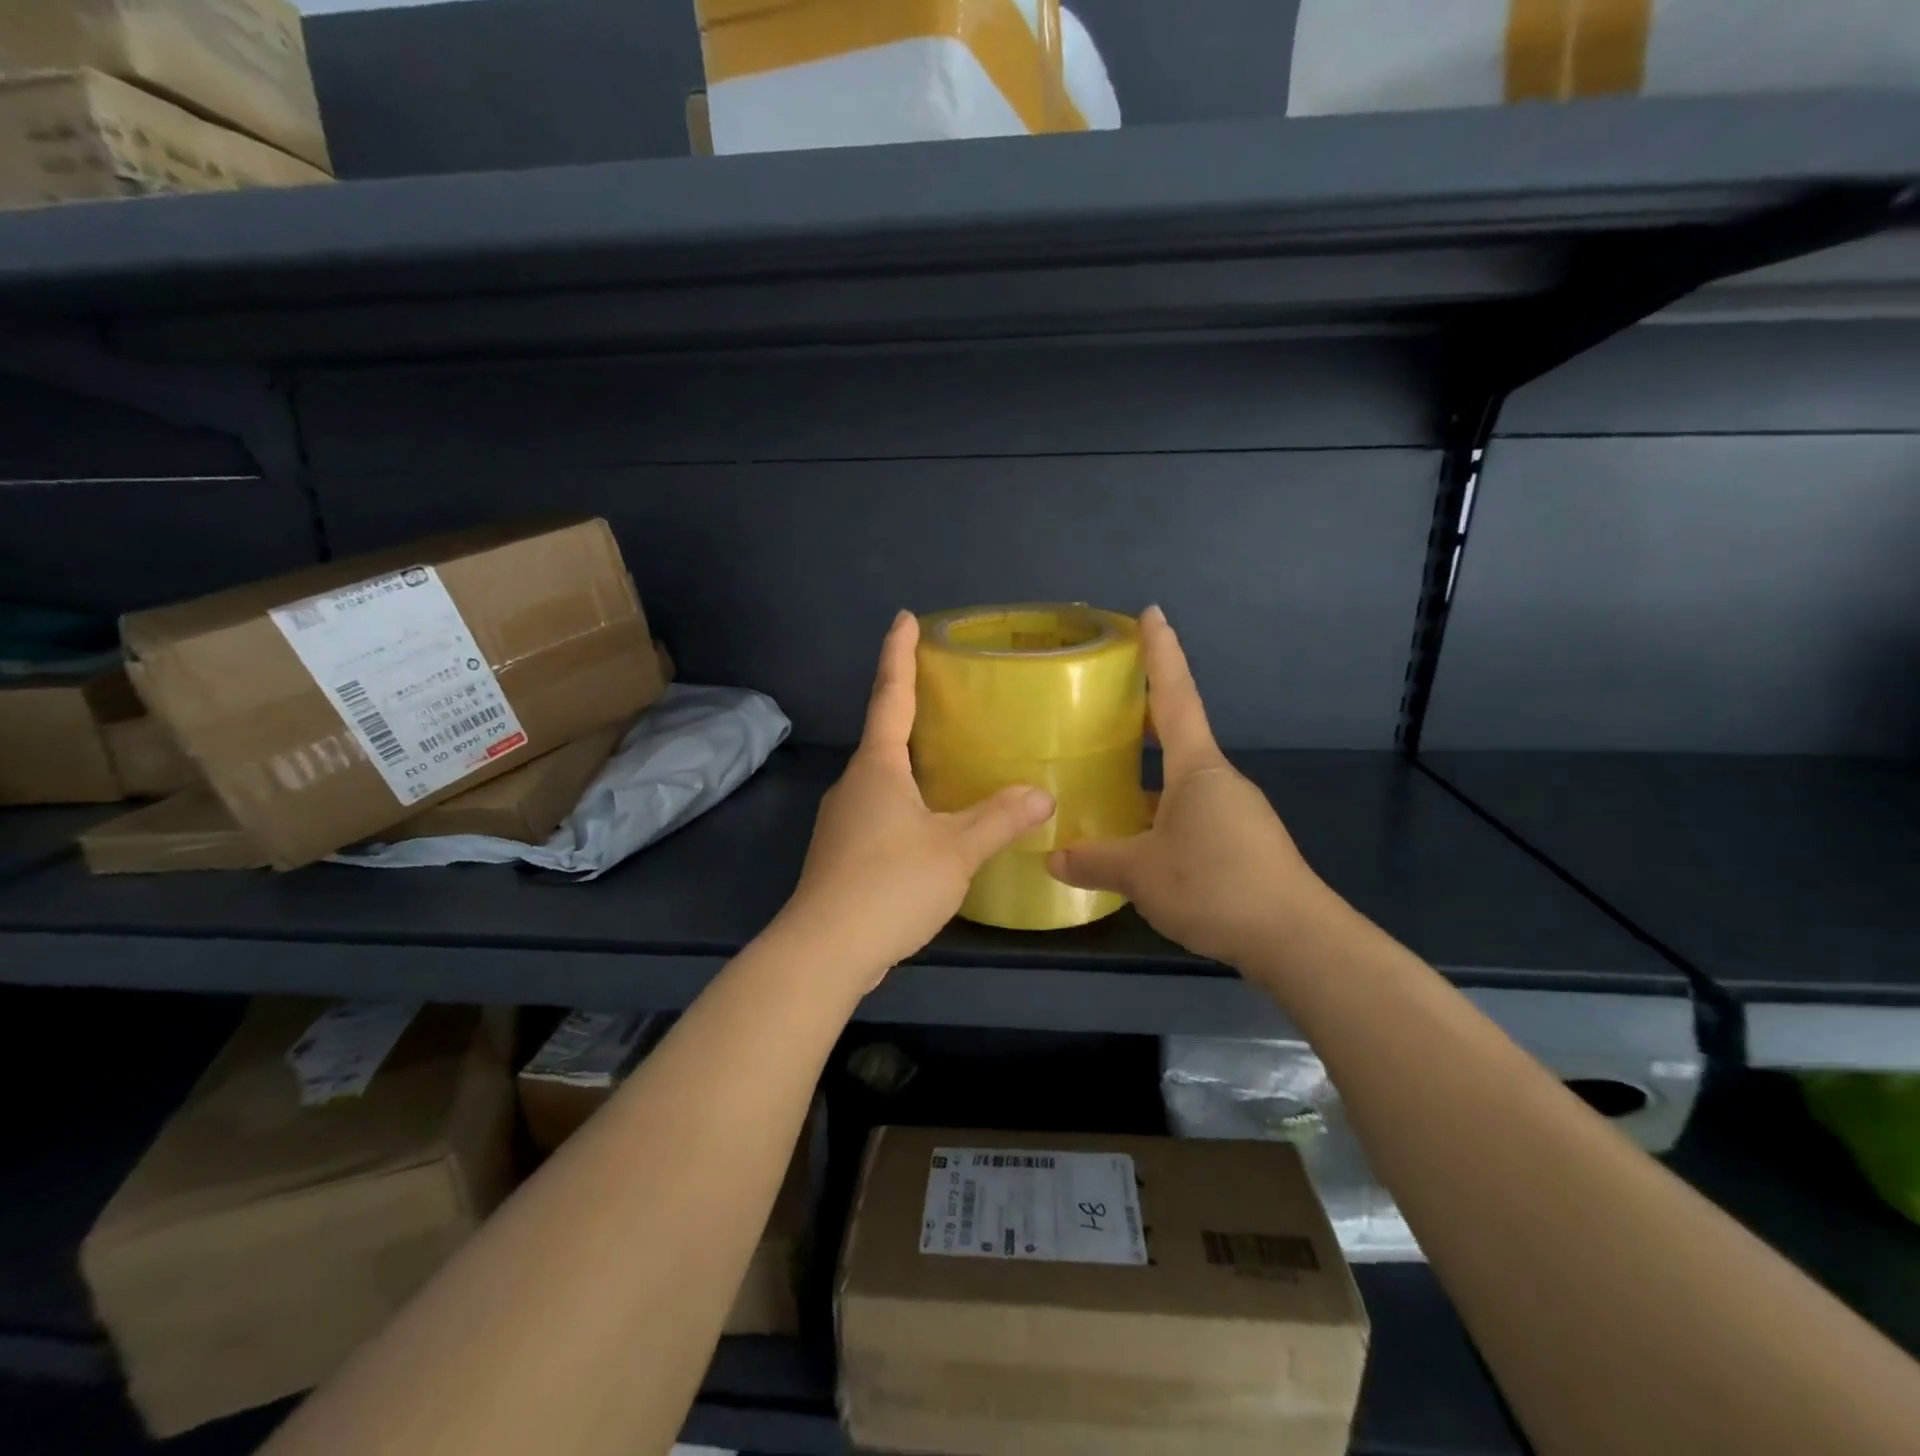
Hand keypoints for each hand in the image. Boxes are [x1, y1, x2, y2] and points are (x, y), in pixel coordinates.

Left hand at [777, 612, 1055, 987]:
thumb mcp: (955, 850)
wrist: (823, 952)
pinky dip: (907, 803)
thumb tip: (1043, 793)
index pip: (890, 695)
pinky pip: (880, 812)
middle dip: (911, 710)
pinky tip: (931, 824)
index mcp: (877, 767)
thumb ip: (1000, 819)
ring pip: (883, 779)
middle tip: (948, 695)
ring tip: (950, 761)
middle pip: (885, 736)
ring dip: (911, 764)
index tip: (904, 617)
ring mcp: (842, 820)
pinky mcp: (842, 854)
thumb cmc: (889, 885)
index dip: (899, 654)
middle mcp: (854, 784)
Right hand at [1047, 606, 1327, 968]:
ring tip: (1106, 778)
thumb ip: (1094, 860)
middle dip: (1145, 712)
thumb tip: (1051, 858)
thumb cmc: (1215, 884)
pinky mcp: (1242, 844)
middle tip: (1108, 697)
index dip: (1162, 653)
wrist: (1296, 939)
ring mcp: (1234, 812)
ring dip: (1148, 774)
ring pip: (1181, 781)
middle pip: (1177, 733)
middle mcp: (1218, 780)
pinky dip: (1160, 812)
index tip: (1152, 613)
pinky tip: (1136, 837)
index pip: (1174, 696)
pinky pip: (1190, 813)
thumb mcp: (1141, 873)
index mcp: (1197, 768)